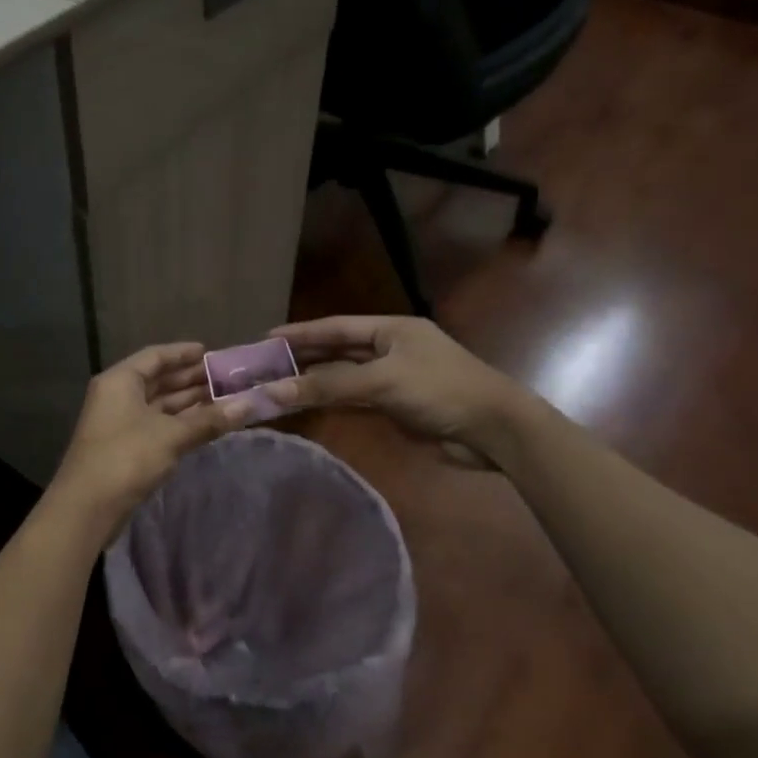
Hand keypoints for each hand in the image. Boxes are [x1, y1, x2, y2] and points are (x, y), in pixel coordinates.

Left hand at [49, 343, 247, 528]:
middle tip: (227, 378)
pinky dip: (180, 422)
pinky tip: (206, 424)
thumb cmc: (127, 457)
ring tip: (224, 399)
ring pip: (159, 404)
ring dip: (189, 402)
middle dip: (191, 379)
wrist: (88, 507)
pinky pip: (157, 424)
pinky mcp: (125, 446)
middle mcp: (118, 395)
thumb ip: (209, 419)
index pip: (155, 356)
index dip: (183, 353)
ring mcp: (120, 422)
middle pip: (158, 379)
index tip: (211, 352)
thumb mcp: (171, 435)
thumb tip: (249, 405)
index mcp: (121, 380)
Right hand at [265, 315, 529, 467]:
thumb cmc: (441, 390)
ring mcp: (394, 379)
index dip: (301, 332)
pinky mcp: (397, 407)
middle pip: (338, 350)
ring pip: (344, 377)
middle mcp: (390, 349)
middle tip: (264, 364)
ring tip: (276, 384)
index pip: (336, 327)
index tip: (266, 337)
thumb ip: (329, 385)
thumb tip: (275, 391)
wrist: (494, 431)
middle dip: (303, 357)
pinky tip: (308, 404)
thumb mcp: (382, 381)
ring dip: (314, 381)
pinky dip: (332, 401)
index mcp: (391, 329)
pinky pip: (356, 400)